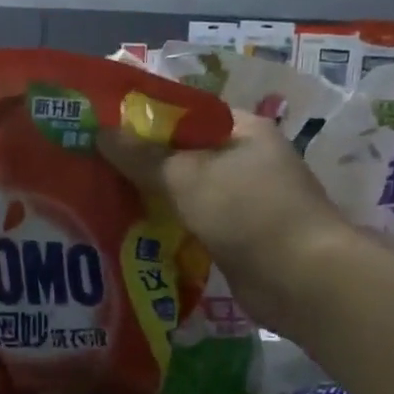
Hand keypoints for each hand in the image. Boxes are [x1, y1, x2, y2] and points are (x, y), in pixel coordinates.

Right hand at [99, 107, 352, 323]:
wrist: (301, 279)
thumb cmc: (246, 211)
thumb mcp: (186, 176)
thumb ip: (141, 155)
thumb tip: (100, 131)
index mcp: (242, 129)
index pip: (184, 114)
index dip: (143, 120)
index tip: (101, 131)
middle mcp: (245, 159)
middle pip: (182, 154)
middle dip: (140, 163)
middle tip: (92, 168)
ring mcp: (242, 200)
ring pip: (184, 191)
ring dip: (150, 198)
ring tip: (101, 199)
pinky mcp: (236, 236)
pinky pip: (192, 222)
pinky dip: (166, 225)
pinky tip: (130, 232)